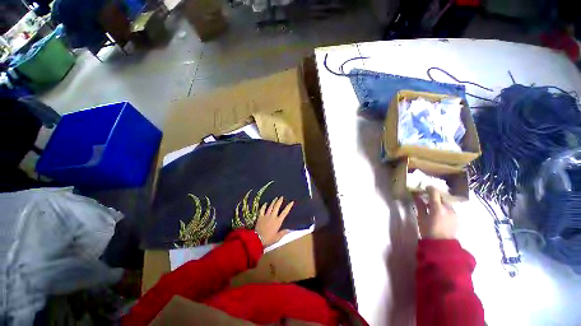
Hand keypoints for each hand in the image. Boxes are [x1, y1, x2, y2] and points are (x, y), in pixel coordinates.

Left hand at [255, 197, 292, 246]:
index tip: (291, 202)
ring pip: (270, 207)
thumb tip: (289, 230)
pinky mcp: (260, 217)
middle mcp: (273, 216)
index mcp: (278, 221)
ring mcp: (266, 216)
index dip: (288, 207)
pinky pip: (262, 210)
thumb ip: (283, 233)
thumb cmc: (268, 239)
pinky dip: (264, 206)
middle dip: (279, 201)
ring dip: (273, 202)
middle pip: (277, 207)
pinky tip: (265, 203)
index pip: (285, 212)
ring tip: (275, 198)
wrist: (257, 239)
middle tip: (281, 197)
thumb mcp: (277, 238)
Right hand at [413, 186, 457, 238]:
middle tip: (426, 198)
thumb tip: (416, 195)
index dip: (429, 188)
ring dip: (439, 202)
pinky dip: (444, 208)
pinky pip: (449, 209)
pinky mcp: (457, 218)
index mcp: (438, 208)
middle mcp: (448, 208)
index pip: (434, 192)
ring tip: (432, 207)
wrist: (442, 246)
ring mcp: (454, 213)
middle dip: (434, 196)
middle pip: (441, 197)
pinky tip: (439, 214)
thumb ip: (420, 205)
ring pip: (446, 203)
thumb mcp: (421, 217)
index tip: (424, 188)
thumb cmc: (428, 231)